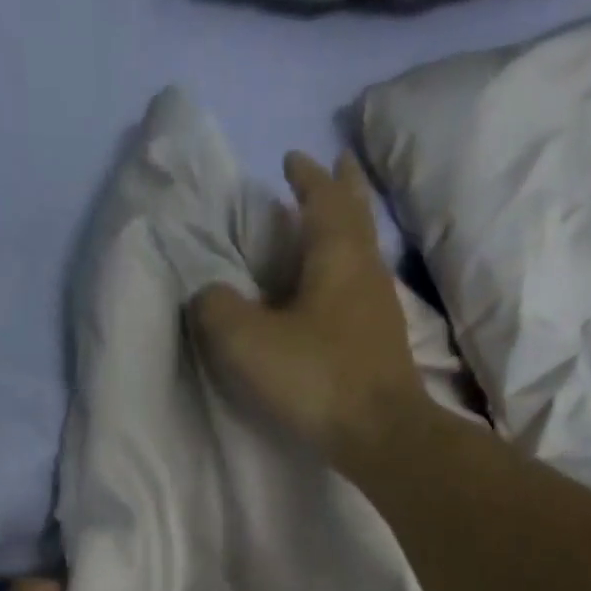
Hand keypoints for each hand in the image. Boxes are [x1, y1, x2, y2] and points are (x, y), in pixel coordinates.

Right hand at [190, 150, 428, 468]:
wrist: (379, 433)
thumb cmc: (316, 377)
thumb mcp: (247, 342)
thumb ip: (217, 309)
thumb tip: (208, 295)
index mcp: (337, 254)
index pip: (323, 198)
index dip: (307, 176)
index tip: (292, 157)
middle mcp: (366, 271)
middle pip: (357, 216)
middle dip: (343, 188)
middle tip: (336, 165)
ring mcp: (380, 309)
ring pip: (364, 252)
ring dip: (347, 231)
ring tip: (329, 227)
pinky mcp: (381, 344)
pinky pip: (361, 289)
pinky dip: (346, 274)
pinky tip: (334, 293)